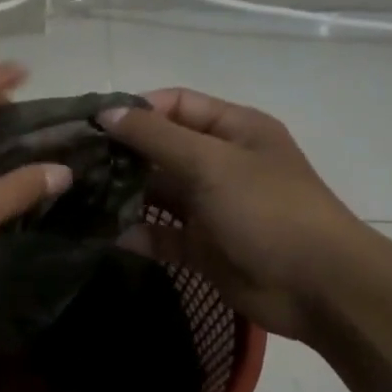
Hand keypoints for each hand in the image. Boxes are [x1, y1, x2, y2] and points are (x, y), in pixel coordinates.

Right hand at [101, 88, 366, 338]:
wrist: (315, 286)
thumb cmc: (267, 210)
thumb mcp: (211, 163)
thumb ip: (156, 137)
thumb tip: (107, 112)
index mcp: (234, 130)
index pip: (176, 105)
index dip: (137, 110)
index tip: (93, 125)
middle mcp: (220, 163)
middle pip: (162, 149)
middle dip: (123, 155)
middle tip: (76, 164)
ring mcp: (211, 207)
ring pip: (158, 193)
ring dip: (125, 195)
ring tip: (82, 198)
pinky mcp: (202, 247)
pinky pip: (162, 235)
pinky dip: (138, 234)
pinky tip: (109, 235)